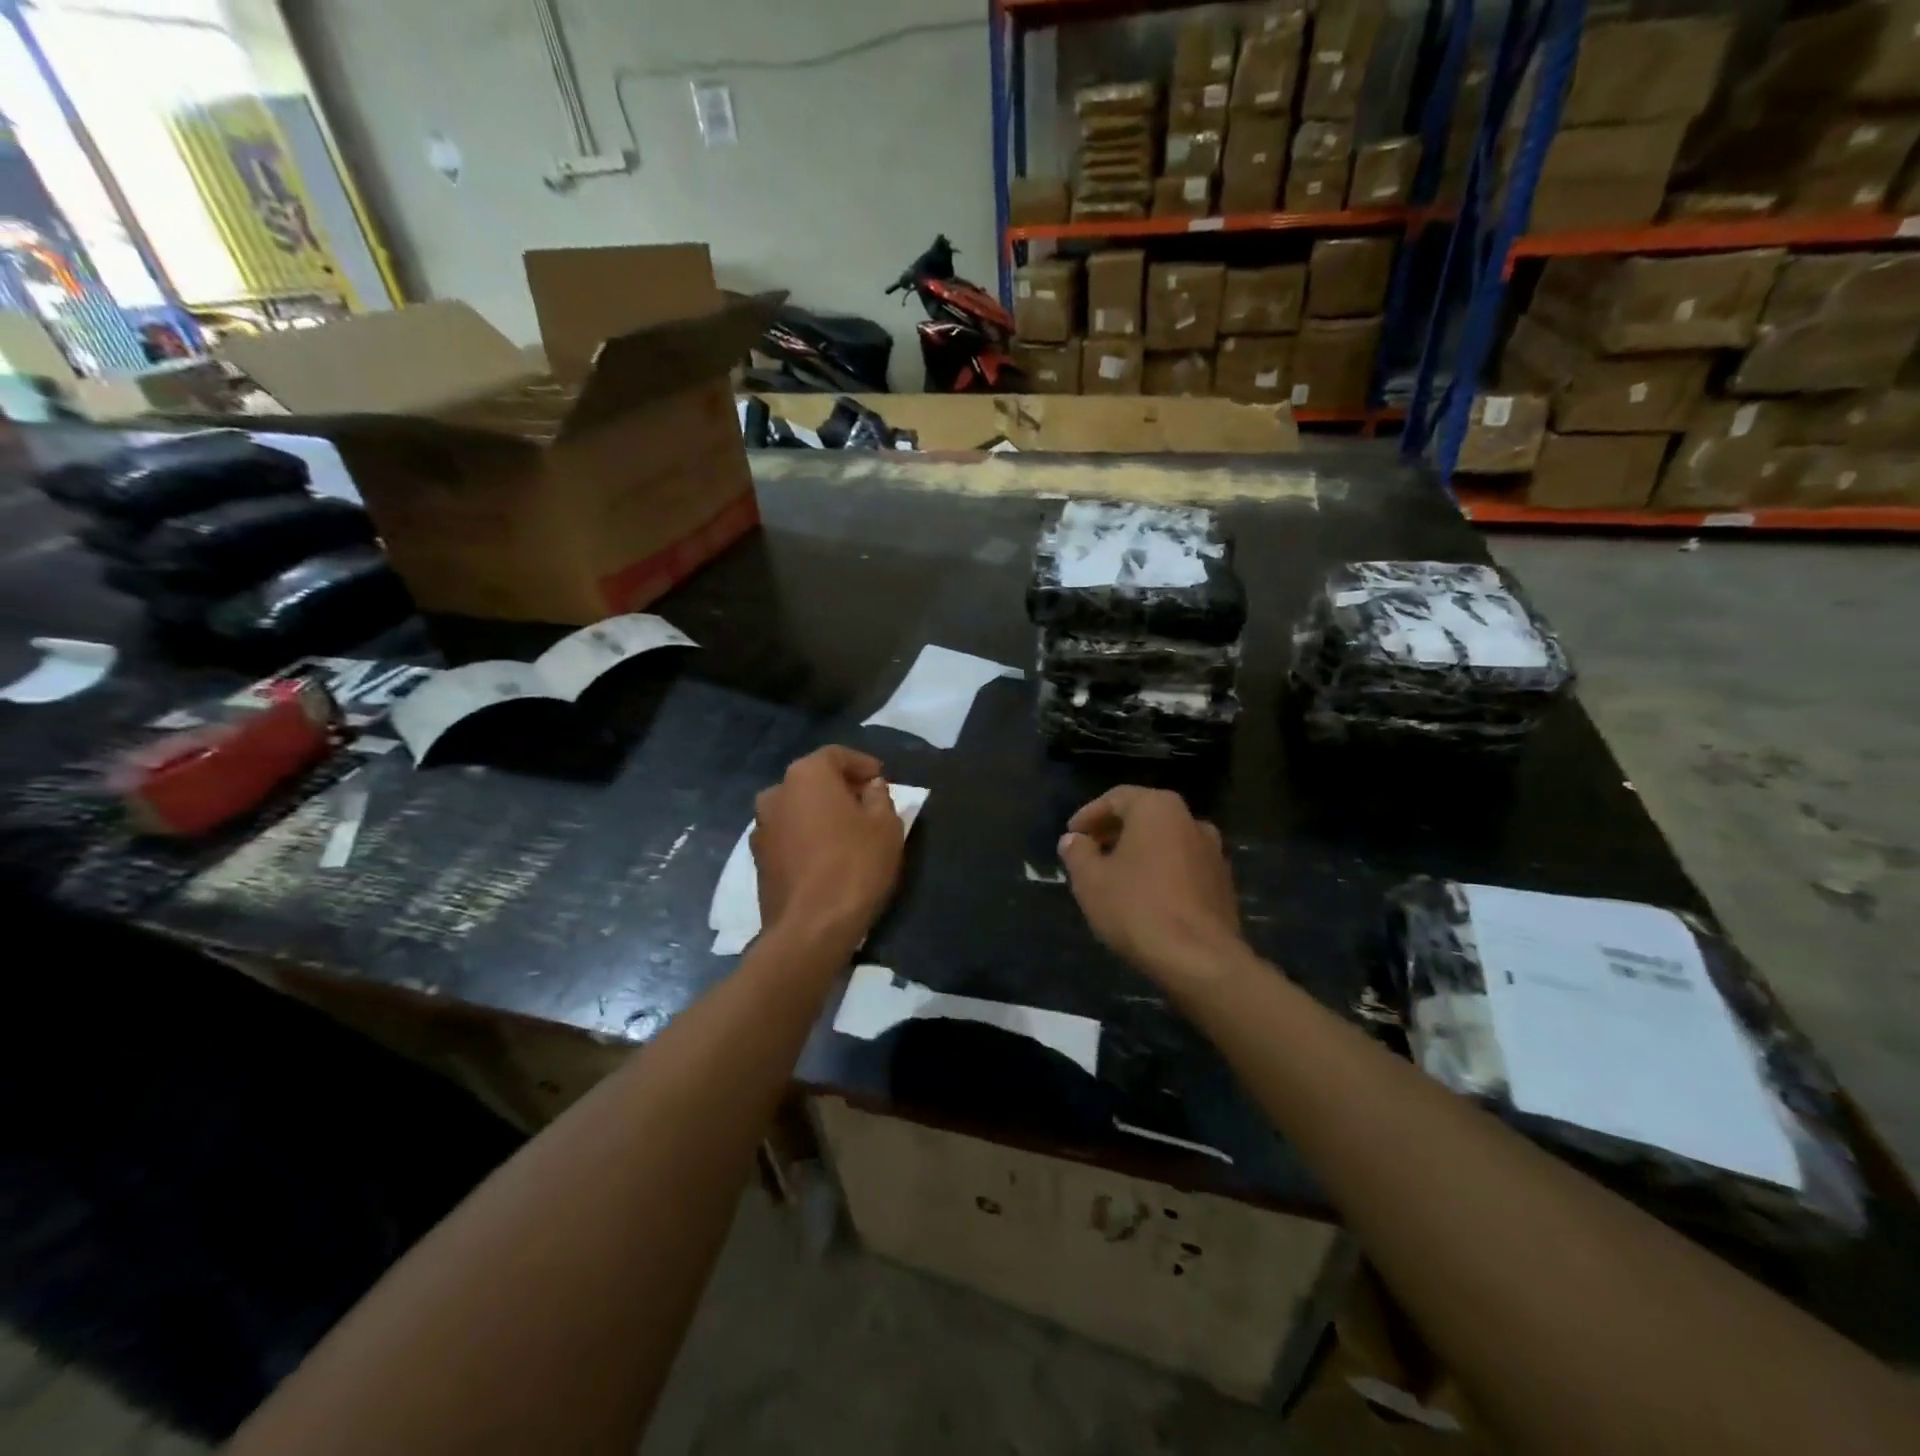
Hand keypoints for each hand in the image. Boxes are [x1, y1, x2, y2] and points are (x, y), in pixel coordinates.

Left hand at [753, 746, 903, 946]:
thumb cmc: (854, 866)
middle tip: (868, 804)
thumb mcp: (886, 826)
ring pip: (798, 808)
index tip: (881, 779)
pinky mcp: (757, 859)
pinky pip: (788, 835)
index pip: (836, 755)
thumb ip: (880, 797)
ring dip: (820, 813)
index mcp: (806, 775)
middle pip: (813, 780)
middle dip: (840, 788)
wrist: (810, 928)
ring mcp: (761, 827)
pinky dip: (806, 836)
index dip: (862, 764)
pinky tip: (826, 855)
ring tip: (847, 832)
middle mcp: (775, 792)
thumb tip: (871, 787)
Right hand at [1058, 786, 1244, 985]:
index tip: (1071, 836)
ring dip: (1138, 853)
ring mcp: (1212, 852)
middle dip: (1113, 833)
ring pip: (1165, 842)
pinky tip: (1143, 897)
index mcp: (1158, 808)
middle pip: (1143, 817)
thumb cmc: (1137, 907)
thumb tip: (1073, 840)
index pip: (1116, 798)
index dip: (1089, 815)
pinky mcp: (1222, 883)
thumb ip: (1077, 853)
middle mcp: (1190, 820)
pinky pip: (1182, 866)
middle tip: (1088, 854)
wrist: (1199, 958)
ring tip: (1113, 877)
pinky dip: (1160, 872)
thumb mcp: (1090, 879)